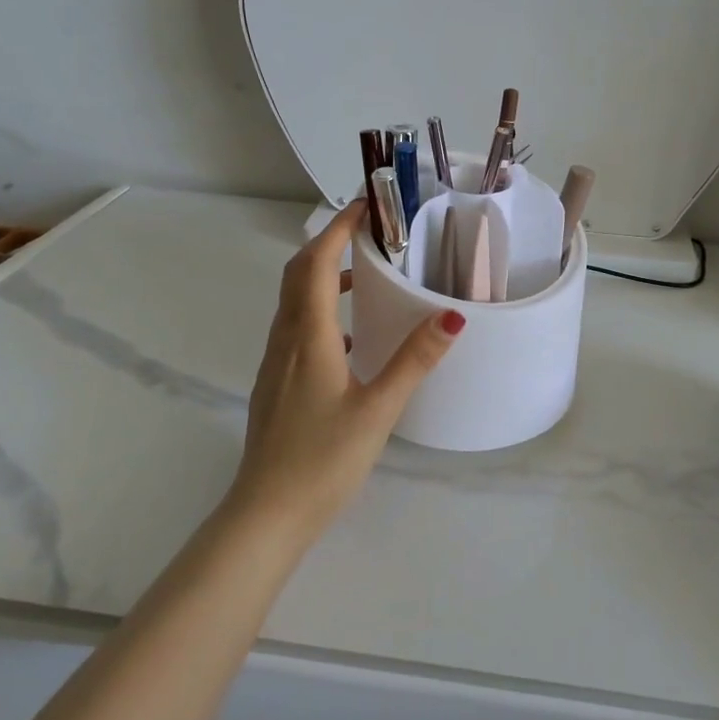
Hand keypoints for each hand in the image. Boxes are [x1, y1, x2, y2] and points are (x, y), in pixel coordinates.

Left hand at [228, 201, 465, 539]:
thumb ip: (414, 360)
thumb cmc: (323, 460)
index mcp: (307, 337)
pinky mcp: (276, 382)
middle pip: (298, 273)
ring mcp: (275, 362)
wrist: (267, 514)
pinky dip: (320, 309)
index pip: (315, 263)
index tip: (367, 204)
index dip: (338, 228)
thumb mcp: (378, 409)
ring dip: (323, 275)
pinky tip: (351, 335)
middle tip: (370, 232)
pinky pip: (296, 327)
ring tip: (366, 274)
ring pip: (294, 300)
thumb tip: (452, 316)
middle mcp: (285, 340)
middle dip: (329, 243)